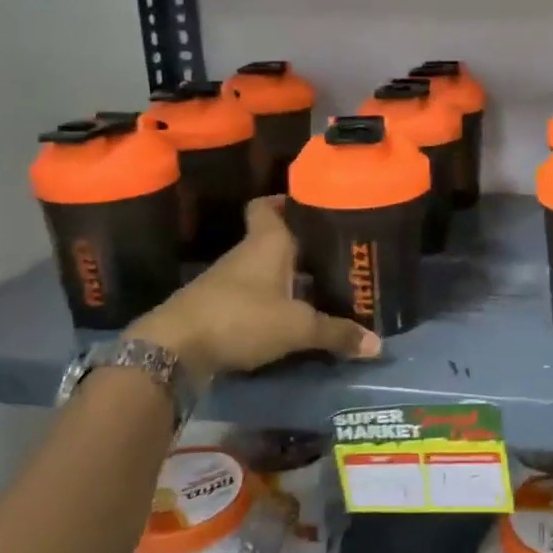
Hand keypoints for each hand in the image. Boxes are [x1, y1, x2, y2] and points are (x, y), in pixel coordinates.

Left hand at [126, 197, 380, 384]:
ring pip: (264, 270)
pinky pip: (253, 296)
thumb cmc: (241, 317)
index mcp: (266, 242)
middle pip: (274, 240)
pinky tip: (292, 318)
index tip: (313, 208)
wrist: (173, 350)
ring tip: (323, 288)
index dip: (287, 202)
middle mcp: (246, 255)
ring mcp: (228, 282)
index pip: (268, 206)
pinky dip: (272, 303)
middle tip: (336, 255)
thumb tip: (379, 345)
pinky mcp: (218, 308)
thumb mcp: (297, 327)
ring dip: (288, 278)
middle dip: (302, 247)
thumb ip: (336, 333)